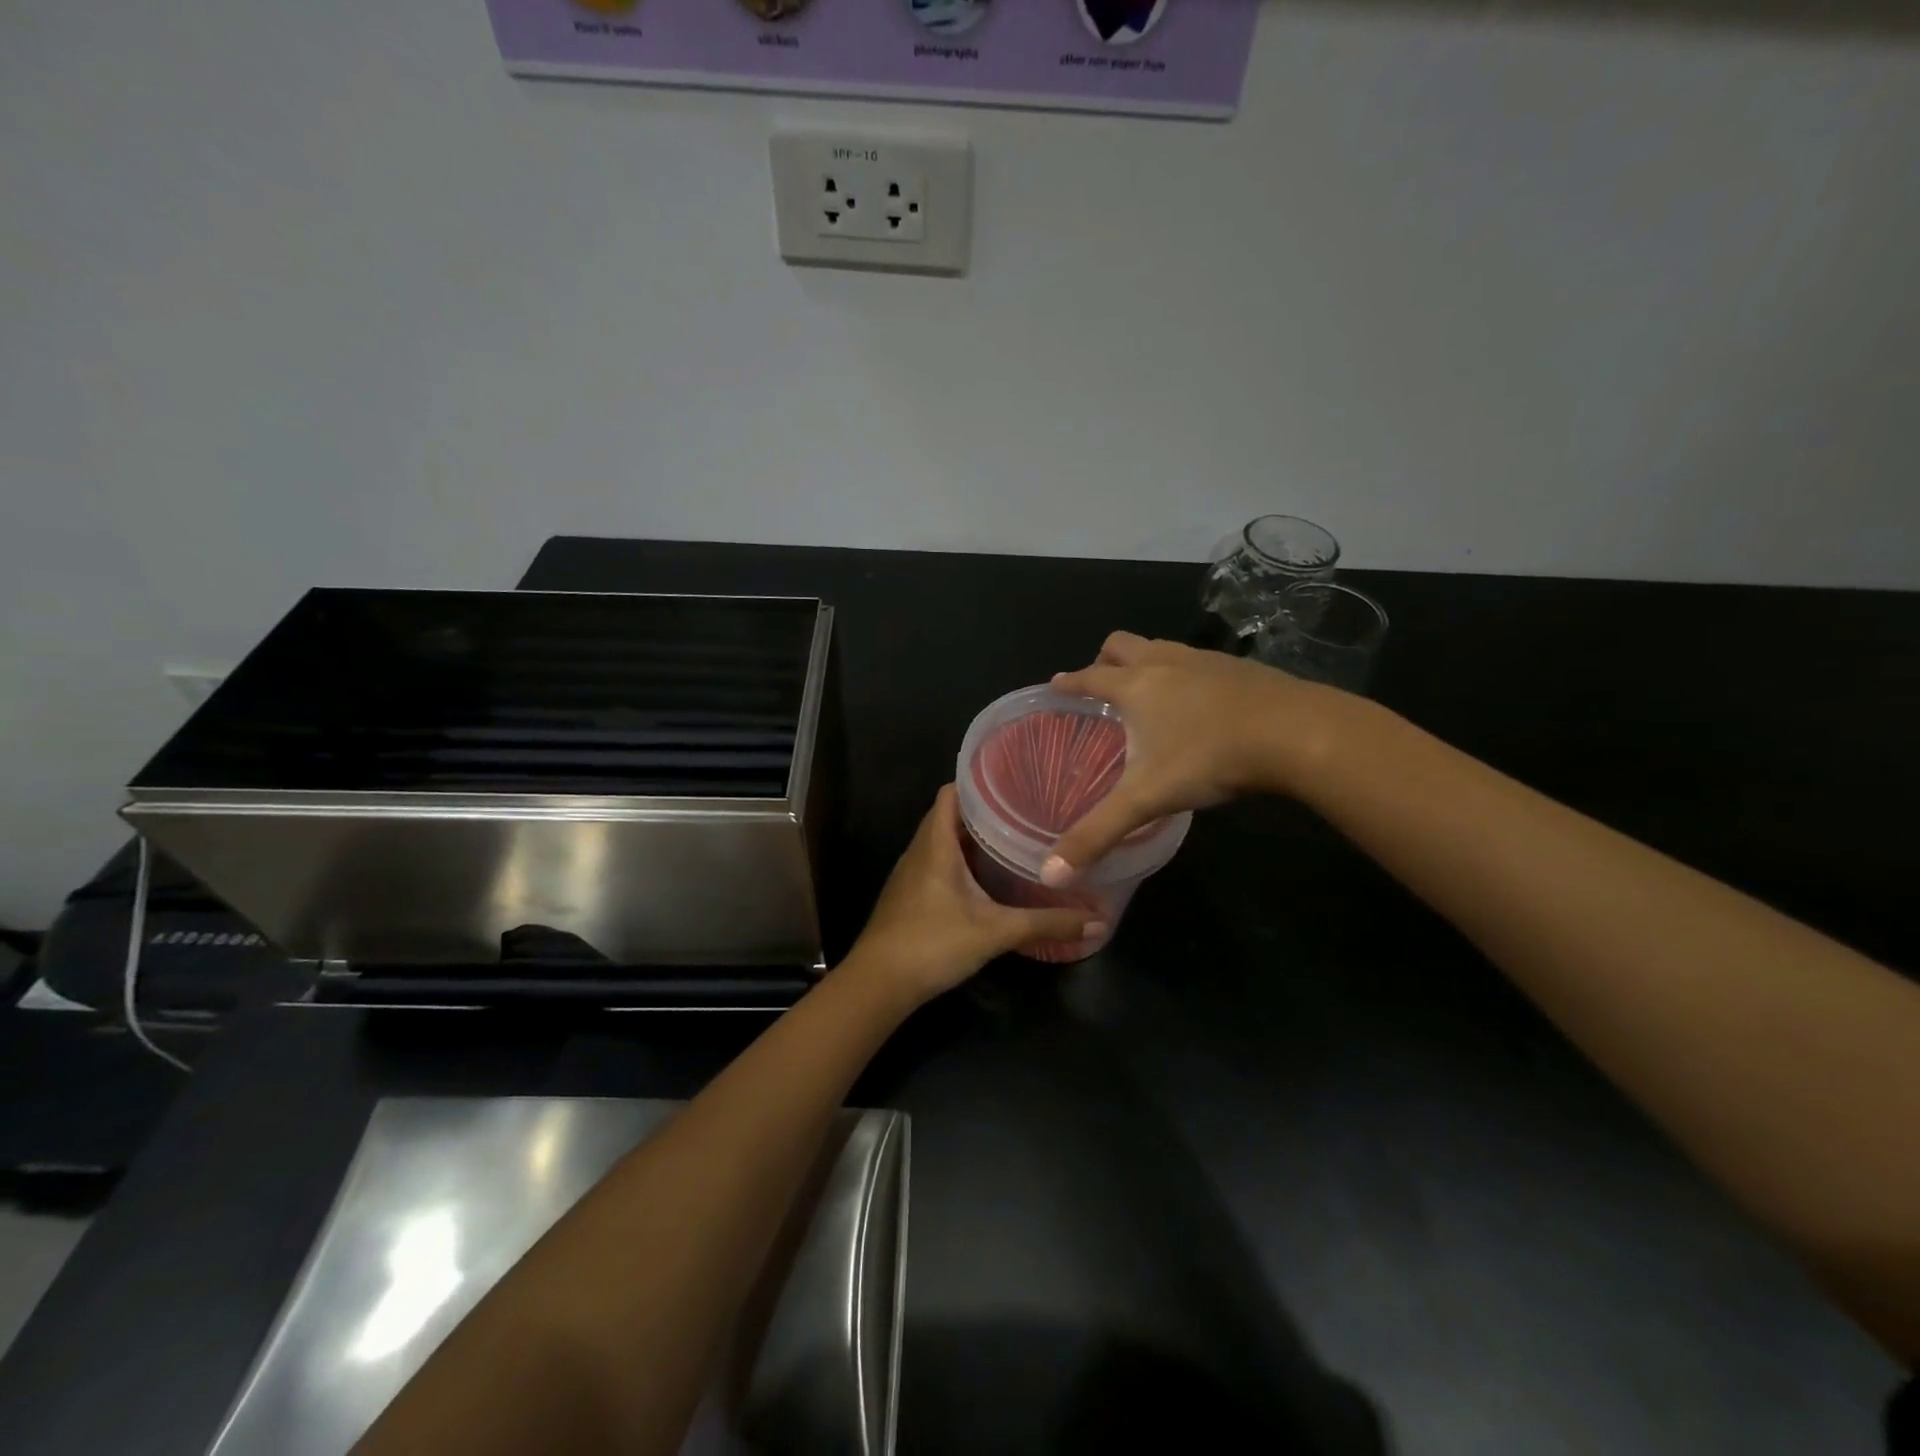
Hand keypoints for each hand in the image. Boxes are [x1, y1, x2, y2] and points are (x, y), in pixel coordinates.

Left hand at [844, 786, 1098, 1002]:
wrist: (878, 984)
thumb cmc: (933, 944)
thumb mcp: (995, 932)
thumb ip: (1045, 924)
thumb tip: (1097, 922)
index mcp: (936, 844)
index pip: (951, 793)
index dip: (978, 783)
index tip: (1013, 782)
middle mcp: (920, 850)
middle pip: (949, 815)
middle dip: (984, 812)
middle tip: (1025, 812)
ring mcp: (911, 874)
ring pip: (942, 841)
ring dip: (972, 838)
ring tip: (1012, 839)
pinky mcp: (909, 895)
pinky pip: (936, 863)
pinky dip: (960, 861)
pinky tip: (985, 879)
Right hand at [1042, 631, 1347, 883]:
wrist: (1295, 732)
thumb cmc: (1209, 758)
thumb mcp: (1147, 799)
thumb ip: (1098, 834)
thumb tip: (1052, 874)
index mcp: (1136, 686)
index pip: (1090, 677)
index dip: (1069, 682)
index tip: (1056, 683)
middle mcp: (1166, 663)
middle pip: (1123, 644)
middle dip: (1105, 659)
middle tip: (1101, 685)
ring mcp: (1206, 661)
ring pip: (1162, 647)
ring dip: (1146, 661)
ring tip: (1147, 692)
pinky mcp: (1241, 668)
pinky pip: (1199, 661)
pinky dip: (1186, 674)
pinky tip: (1199, 704)